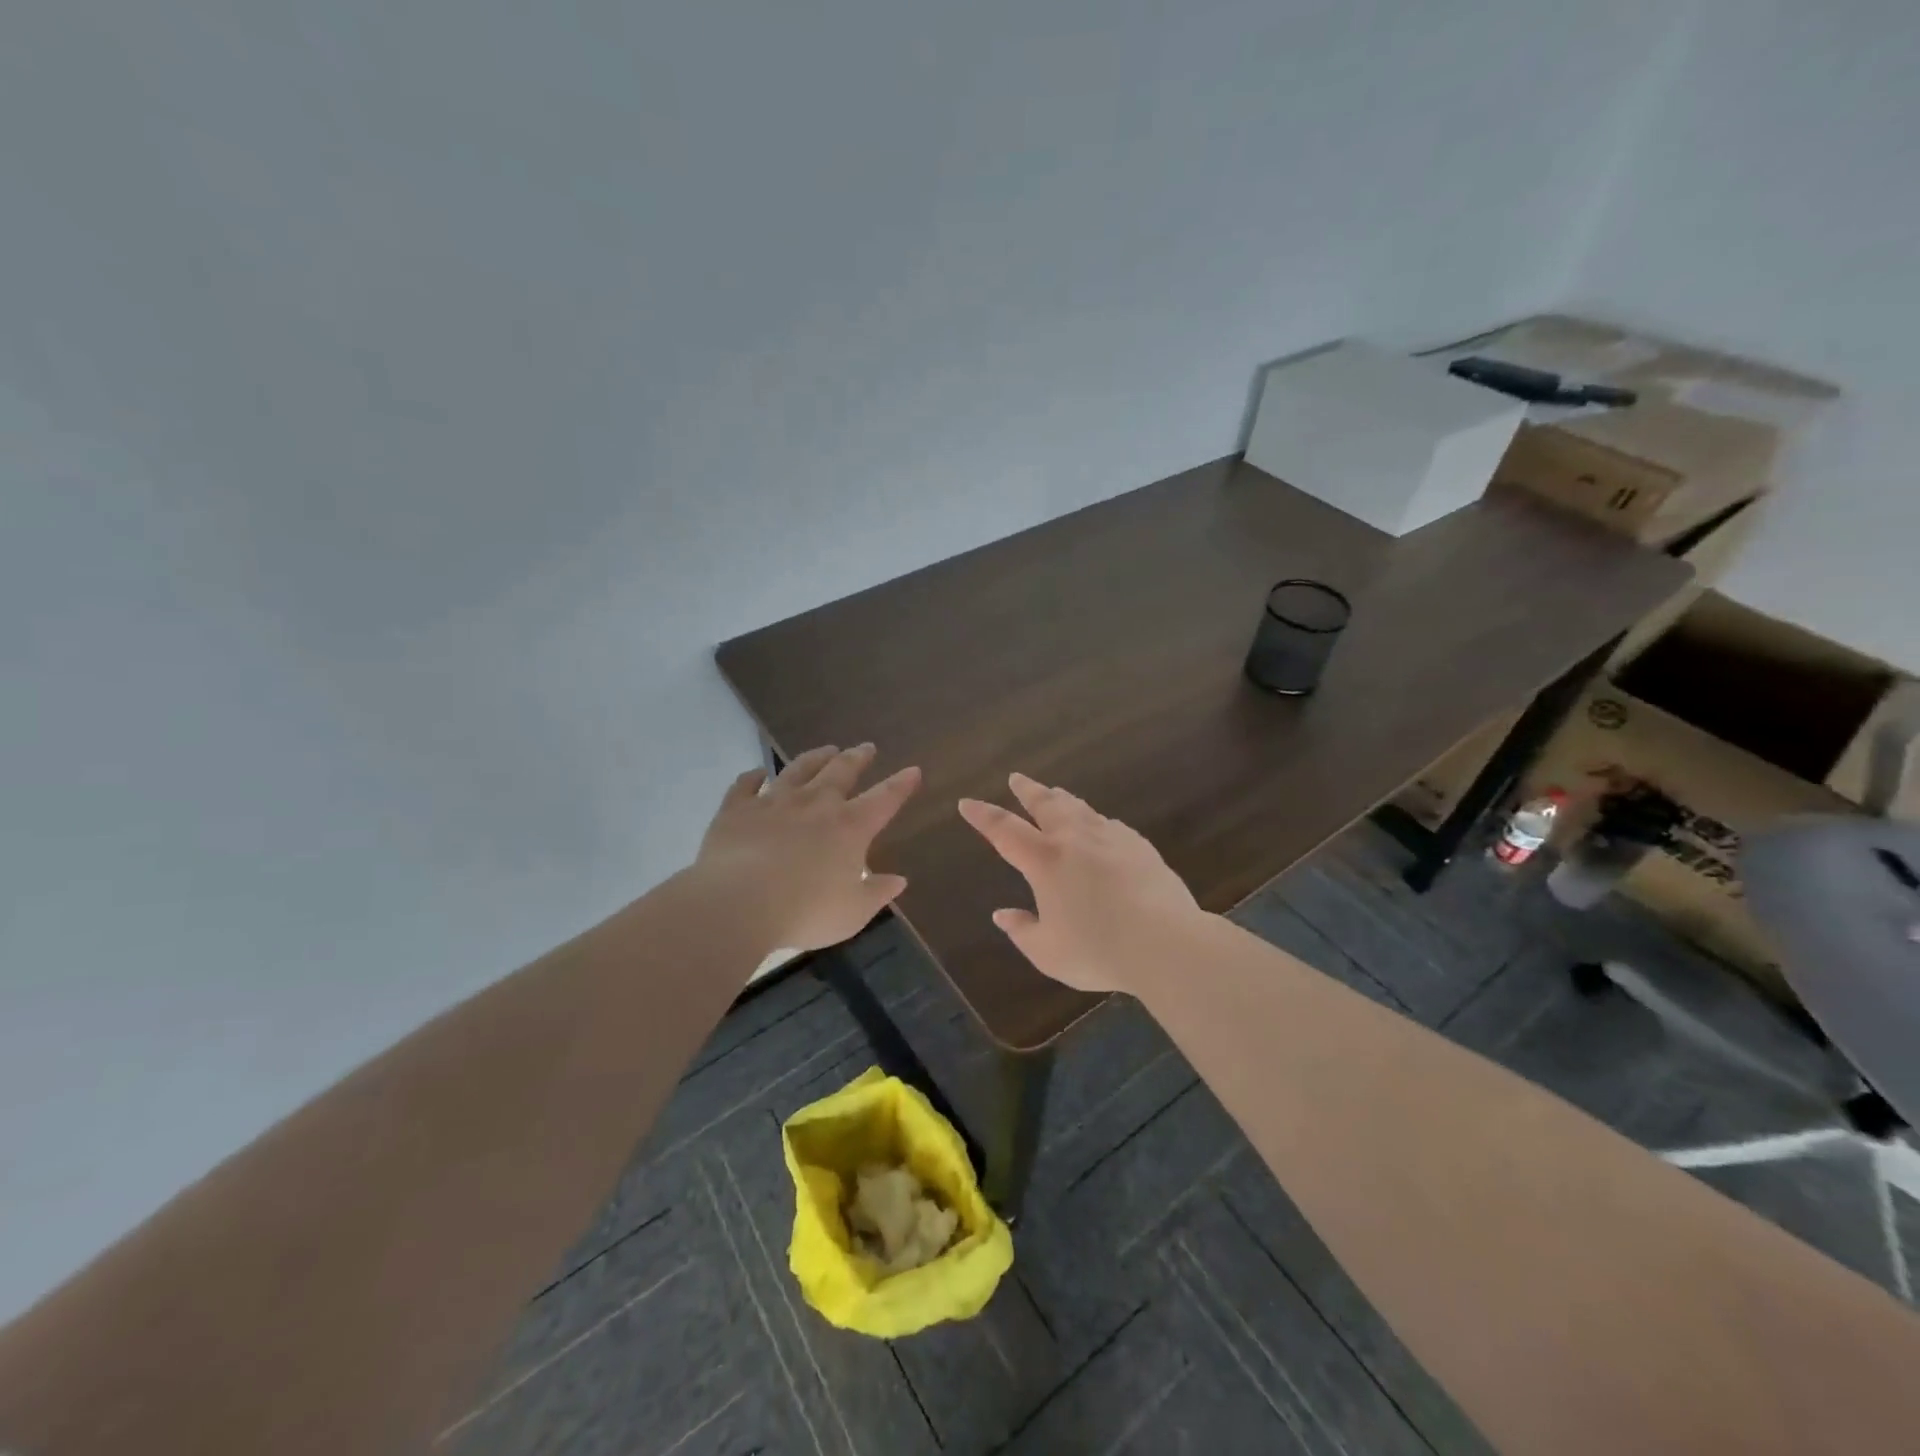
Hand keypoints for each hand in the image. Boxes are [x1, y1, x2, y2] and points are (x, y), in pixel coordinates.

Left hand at [695, 743, 921, 951]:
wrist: (738, 902)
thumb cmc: (805, 911)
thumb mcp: (853, 912)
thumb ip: (877, 893)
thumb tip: (899, 880)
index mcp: (850, 827)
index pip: (884, 798)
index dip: (901, 784)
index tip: (913, 770)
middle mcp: (816, 804)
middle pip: (842, 771)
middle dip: (858, 758)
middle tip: (866, 747)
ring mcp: (774, 802)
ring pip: (799, 769)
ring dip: (815, 758)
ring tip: (826, 750)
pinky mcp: (737, 810)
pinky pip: (746, 785)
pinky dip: (753, 777)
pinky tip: (757, 773)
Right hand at [958, 773, 1206, 995]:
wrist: (1166, 942)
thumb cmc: (1099, 950)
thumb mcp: (1048, 952)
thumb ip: (1022, 931)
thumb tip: (1002, 914)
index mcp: (1045, 861)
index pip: (1004, 830)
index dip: (983, 815)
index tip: (967, 802)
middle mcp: (1074, 840)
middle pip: (1045, 804)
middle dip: (1027, 790)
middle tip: (1016, 778)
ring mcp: (1110, 838)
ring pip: (1080, 808)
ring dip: (1062, 799)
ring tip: (1055, 793)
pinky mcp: (1139, 846)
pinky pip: (1110, 825)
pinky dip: (1095, 820)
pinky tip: (1100, 825)